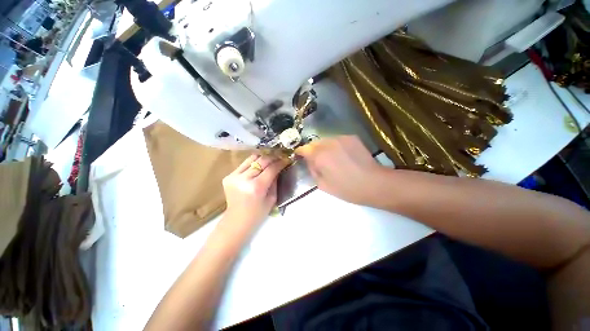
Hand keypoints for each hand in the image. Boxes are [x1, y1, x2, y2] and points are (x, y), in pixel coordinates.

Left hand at [222, 154, 287, 230]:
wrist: (236, 220)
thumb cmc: (257, 213)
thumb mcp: (272, 199)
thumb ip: (275, 181)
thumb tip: (278, 168)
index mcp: (257, 187)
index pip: (271, 168)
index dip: (280, 162)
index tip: (287, 159)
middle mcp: (244, 179)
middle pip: (261, 160)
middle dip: (273, 157)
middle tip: (280, 157)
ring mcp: (234, 176)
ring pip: (252, 158)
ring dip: (263, 158)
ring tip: (269, 159)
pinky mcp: (229, 176)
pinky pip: (244, 164)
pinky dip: (253, 163)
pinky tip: (258, 167)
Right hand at [296, 136, 386, 205]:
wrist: (373, 183)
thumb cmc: (346, 188)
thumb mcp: (322, 185)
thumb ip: (312, 170)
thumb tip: (309, 161)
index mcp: (319, 156)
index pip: (303, 148)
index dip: (300, 152)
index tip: (300, 156)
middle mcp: (328, 143)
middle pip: (314, 143)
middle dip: (313, 150)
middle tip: (317, 160)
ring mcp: (341, 138)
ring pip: (326, 140)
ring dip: (324, 147)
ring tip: (331, 158)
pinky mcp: (351, 137)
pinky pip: (337, 140)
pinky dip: (335, 146)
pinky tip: (342, 155)